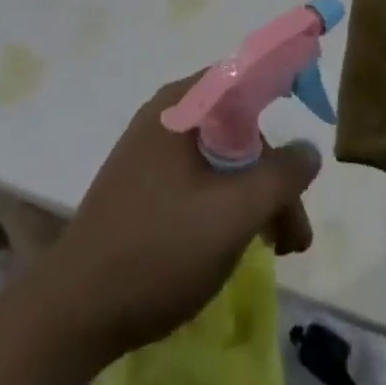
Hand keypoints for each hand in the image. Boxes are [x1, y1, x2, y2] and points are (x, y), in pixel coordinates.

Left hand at [29, 75, 321, 359]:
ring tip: (276, 249)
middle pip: (237, 128)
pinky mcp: (141, 185)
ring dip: (253, 196)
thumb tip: (308, 150)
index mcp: (183, 104)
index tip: (310, 117)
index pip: (245, 75)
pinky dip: (225, 203)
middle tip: (294, 234)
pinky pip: (196, 178)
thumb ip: (279, 176)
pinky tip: (235, 244)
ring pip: (219, 158)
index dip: (283, 86)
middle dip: (273, 176)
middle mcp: (166, 115)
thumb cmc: (159, 249)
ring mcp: (149, 150)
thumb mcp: (233, 214)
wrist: (75, 309)